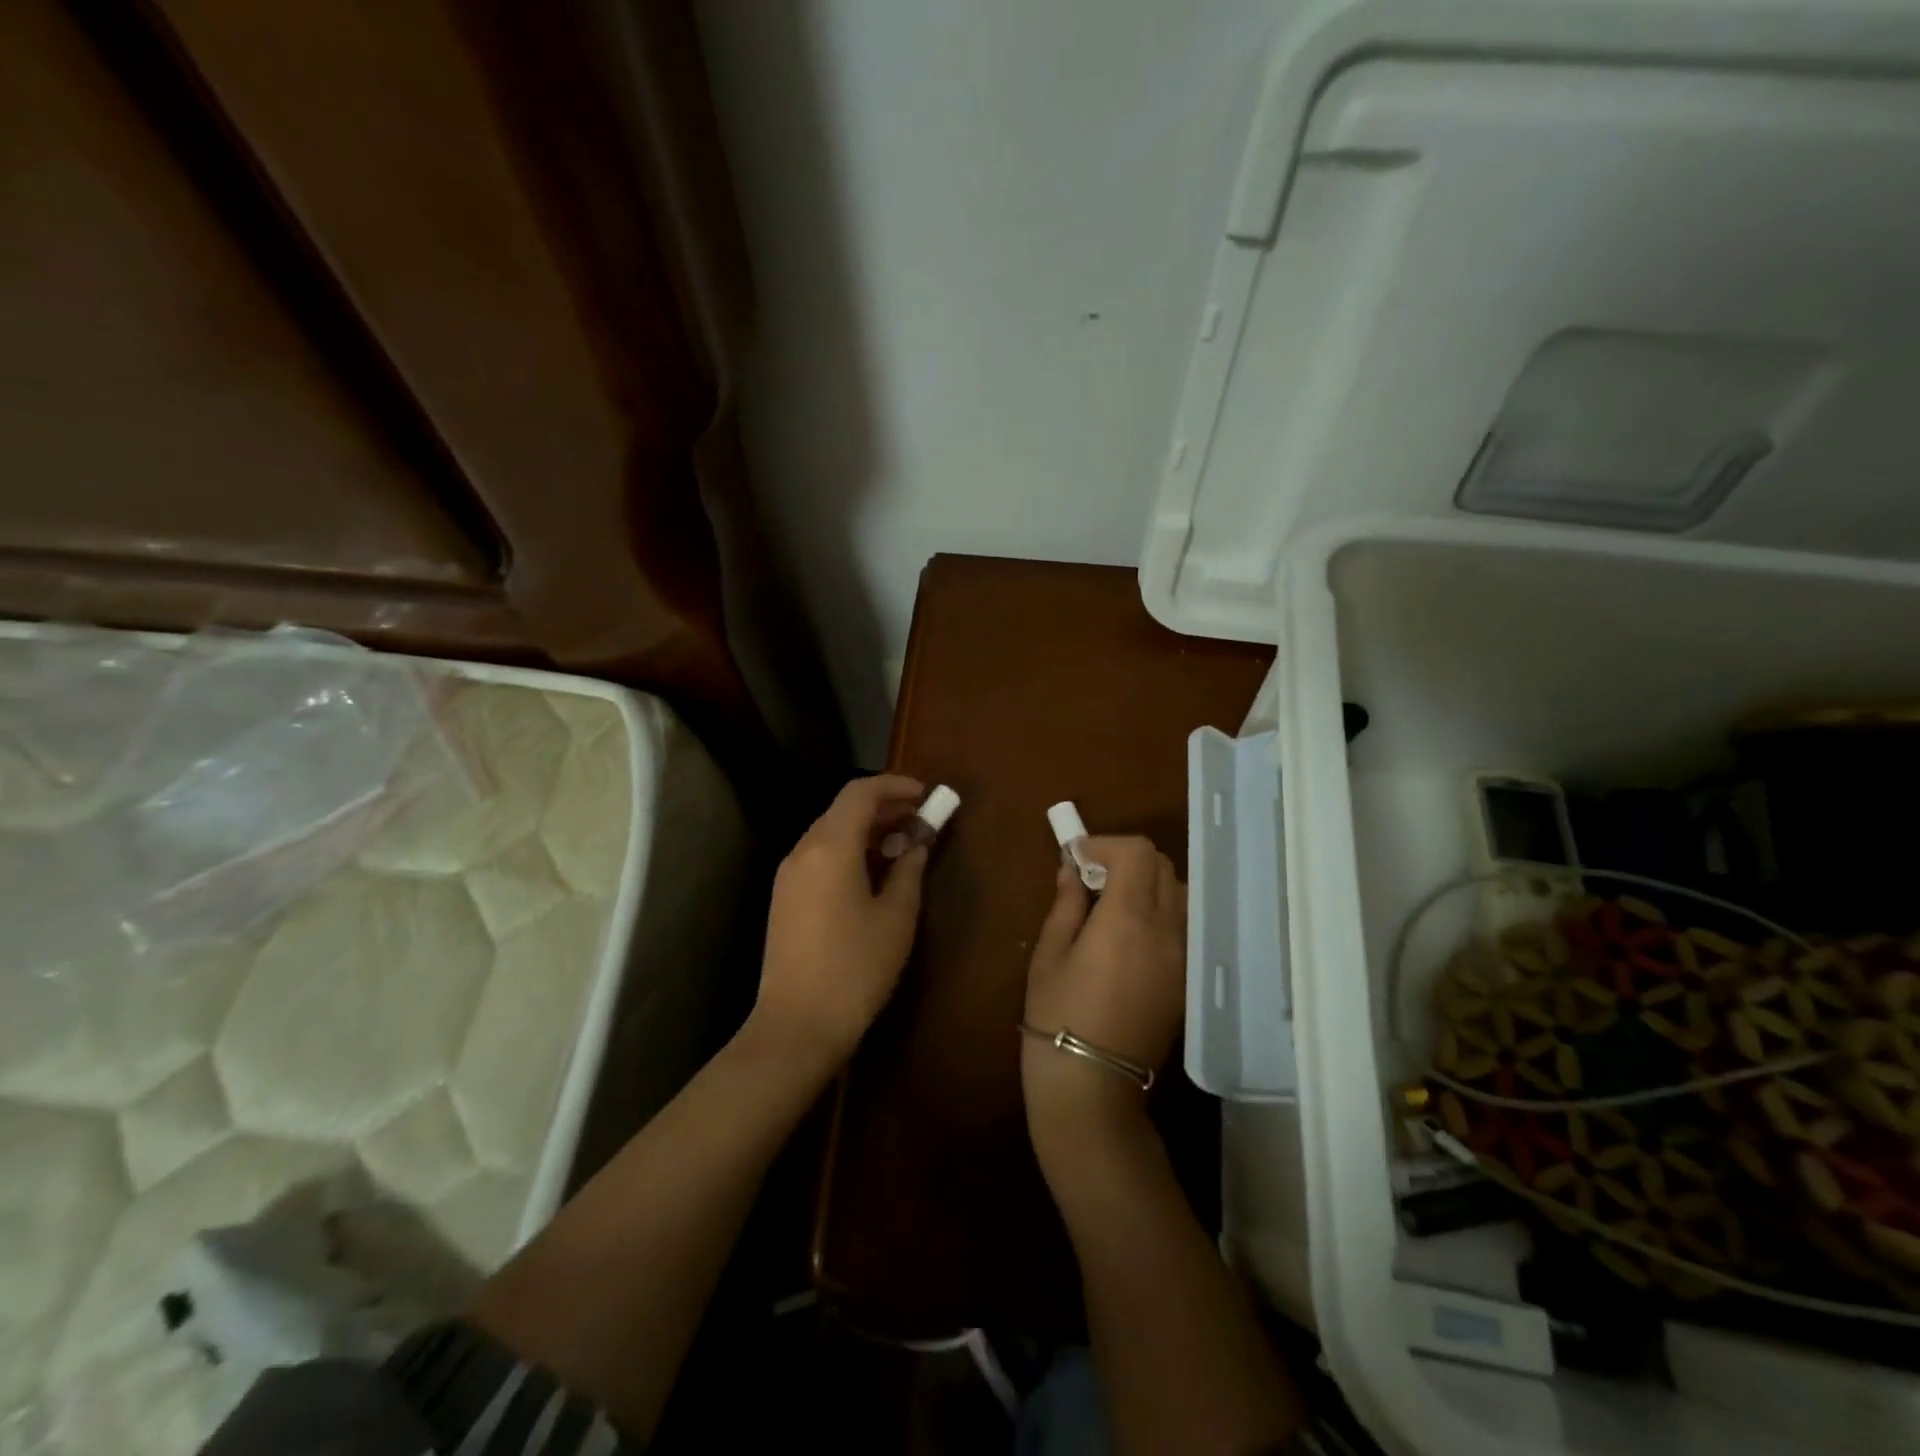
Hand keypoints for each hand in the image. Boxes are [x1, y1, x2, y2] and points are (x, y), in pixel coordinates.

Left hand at [751, 774, 928, 1076]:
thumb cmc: (856, 967)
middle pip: (843, 809)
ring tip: (902, 845)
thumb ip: (909, 870)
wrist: (797, 1025)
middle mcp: (803, 850)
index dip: (895, 786)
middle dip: (883, 807)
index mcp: (830, 847)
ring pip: (829, 831)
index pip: (860, 793)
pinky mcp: (785, 897)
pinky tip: (872, 872)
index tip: (925, 795)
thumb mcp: (896, 918)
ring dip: (866, 829)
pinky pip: (819, 855)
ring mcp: (788, 874)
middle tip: (920, 820)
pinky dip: (848, 849)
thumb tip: (917, 843)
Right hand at [1023, 837, 1185, 1138]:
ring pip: (1179, 893)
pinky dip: (1161, 911)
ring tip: (1114, 904)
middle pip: (1163, 866)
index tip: (1078, 857)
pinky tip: (1130, 934)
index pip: (1138, 853)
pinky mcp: (1187, 979)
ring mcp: (1183, 956)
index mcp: (1128, 919)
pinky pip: (1183, 925)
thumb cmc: (1057, 1015)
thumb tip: (1072, 870)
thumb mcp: (1049, 954)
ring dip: (1149, 883)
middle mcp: (1166, 930)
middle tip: (1092, 878)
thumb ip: (1065, 904)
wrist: (1093, 1085)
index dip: (1106, 844)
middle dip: (1127, 859)